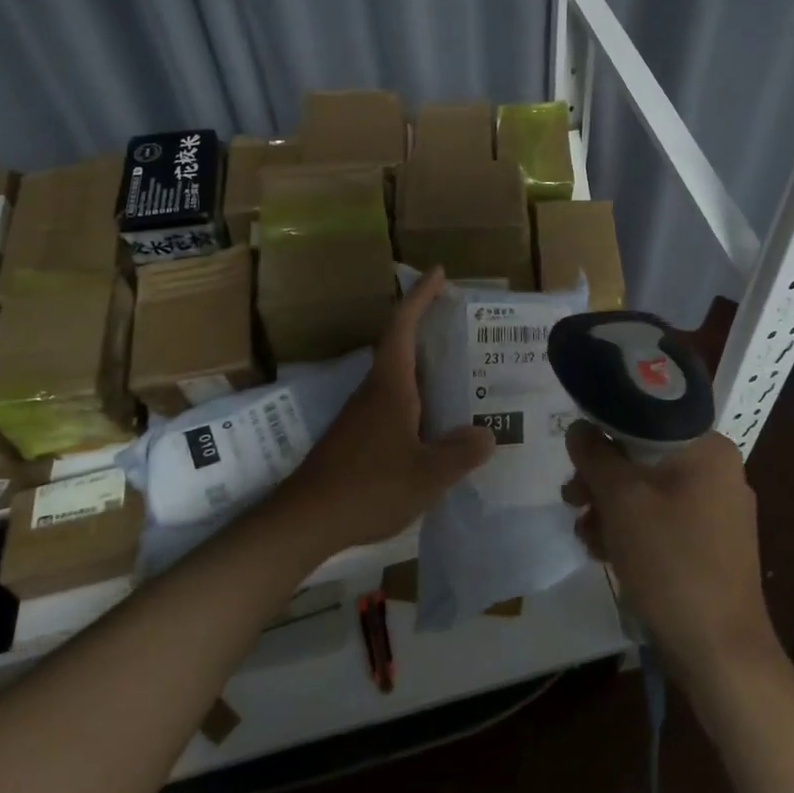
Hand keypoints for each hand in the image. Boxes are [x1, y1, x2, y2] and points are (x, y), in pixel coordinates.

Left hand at [284, 267, 494, 550]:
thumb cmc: (368, 488)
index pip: (403, 326)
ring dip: (427, 370)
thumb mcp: (427, 475)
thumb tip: (487, 433)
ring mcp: (362, 415)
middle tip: (464, 327)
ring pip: (399, 379)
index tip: (439, 273)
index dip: (420, 296)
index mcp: (390, 386)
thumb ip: (461, 453)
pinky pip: (394, 405)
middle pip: (402, 347)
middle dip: (430, 330)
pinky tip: (437, 426)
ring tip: (463, 377)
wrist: (305, 519)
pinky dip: (419, 401)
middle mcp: (374, 391)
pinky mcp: (357, 437)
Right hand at [564, 424, 781, 686]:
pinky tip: (607, 554)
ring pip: (650, 490)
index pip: (645, 417)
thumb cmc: (670, 561)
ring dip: (611, 508)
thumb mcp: (621, 500)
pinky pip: (664, 519)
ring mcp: (718, 510)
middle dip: (602, 480)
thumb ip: (594, 455)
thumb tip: (578, 428)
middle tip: (572, 500)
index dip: (603, 432)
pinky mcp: (712, 544)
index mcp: (708, 448)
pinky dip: (633, 530)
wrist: (719, 650)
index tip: (575, 458)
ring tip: (587, 537)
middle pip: (644, 456)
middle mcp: (718, 471)